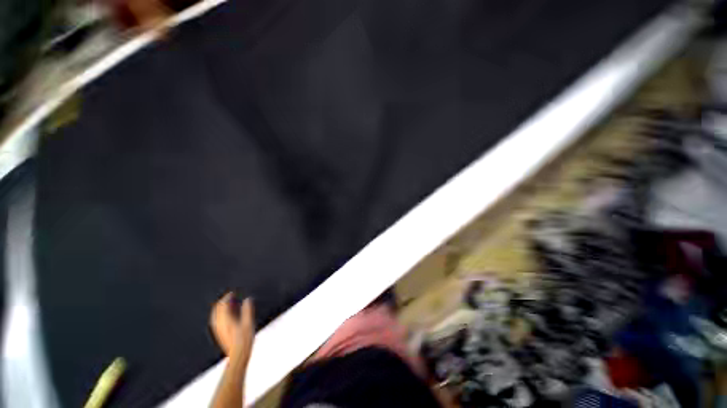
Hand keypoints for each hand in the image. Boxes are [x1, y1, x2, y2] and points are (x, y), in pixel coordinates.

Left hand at [210, 293, 255, 360]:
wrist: (237, 357)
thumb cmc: (244, 340)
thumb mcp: (249, 323)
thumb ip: (247, 310)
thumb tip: (247, 299)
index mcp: (225, 320)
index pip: (222, 305)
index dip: (227, 297)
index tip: (232, 292)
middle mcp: (219, 324)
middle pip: (216, 310)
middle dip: (222, 302)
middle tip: (229, 297)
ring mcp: (218, 330)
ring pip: (215, 316)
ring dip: (220, 308)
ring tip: (227, 304)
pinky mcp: (220, 334)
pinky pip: (216, 321)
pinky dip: (220, 315)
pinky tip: (226, 316)